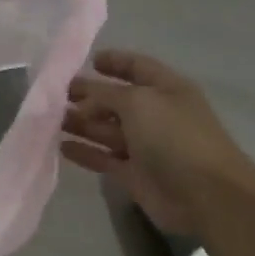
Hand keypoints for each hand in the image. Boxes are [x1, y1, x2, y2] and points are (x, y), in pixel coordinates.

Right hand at [62, 48, 254, 234]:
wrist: (203, 193)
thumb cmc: (174, 137)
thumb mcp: (139, 102)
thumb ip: (106, 93)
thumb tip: (83, 92)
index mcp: (166, 89)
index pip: (138, 67)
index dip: (115, 62)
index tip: (87, 62)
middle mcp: (155, 115)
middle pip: (117, 100)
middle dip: (89, 96)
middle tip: (56, 96)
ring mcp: (144, 146)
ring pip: (106, 130)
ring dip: (81, 123)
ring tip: (51, 120)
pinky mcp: (134, 174)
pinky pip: (103, 158)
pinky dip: (84, 152)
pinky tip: (61, 146)